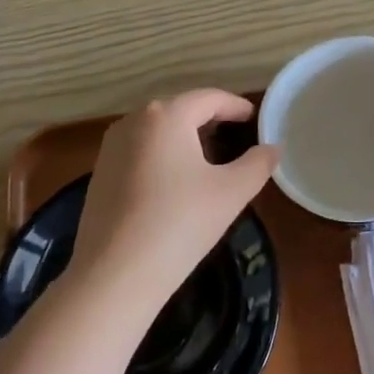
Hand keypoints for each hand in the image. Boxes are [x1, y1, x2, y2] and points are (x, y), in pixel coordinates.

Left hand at [70, 90, 279, 313]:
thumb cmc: (180, 223)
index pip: (209, 98)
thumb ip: (258, 164)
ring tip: (209, 158)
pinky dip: (163, 155)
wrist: (114, 275)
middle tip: (236, 137)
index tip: (255, 119)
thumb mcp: (232, 192)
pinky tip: (175, 182)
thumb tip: (273, 148)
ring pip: (158, 130)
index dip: (236, 106)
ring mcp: (111, 146)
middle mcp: (134, 120)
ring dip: (185, 137)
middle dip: (210, 120)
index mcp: (166, 115)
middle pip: (181, 109)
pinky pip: (140, 150)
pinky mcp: (100, 172)